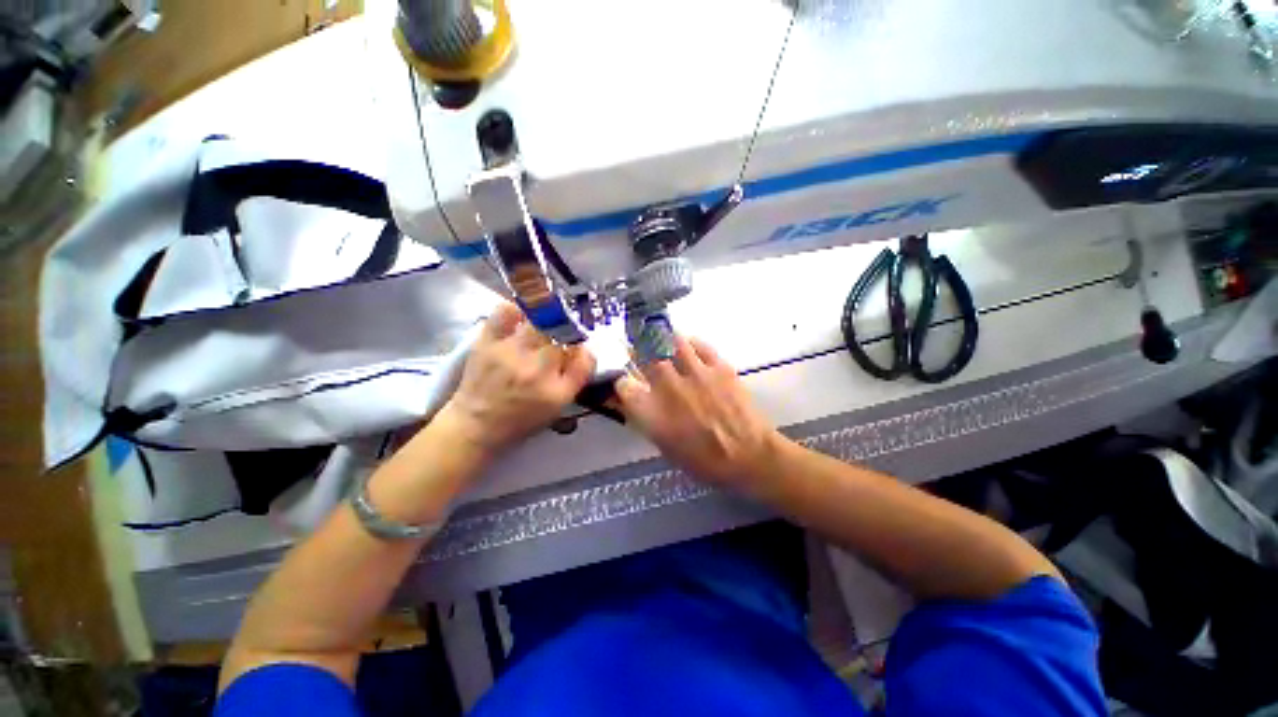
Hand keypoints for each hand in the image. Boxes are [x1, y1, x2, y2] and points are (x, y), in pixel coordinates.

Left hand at [441, 302, 595, 457]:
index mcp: (557, 391)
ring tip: (541, 326)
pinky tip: (519, 318)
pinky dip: (515, 310)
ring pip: (541, 322)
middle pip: (564, 337)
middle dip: (565, 335)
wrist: (476, 424)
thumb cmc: (522, 419)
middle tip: (558, 339)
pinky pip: (505, 313)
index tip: (577, 350)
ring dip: (546, 321)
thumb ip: (576, 378)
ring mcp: (510, 354)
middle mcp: (537, 370)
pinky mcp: (487, 343)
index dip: (584, 350)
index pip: (585, 359)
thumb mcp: (557, 407)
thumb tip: (583, 349)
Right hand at [615, 334, 781, 491]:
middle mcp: (669, 389)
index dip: (622, 381)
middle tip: (639, 347)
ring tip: (662, 338)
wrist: (750, 456)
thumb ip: (649, 421)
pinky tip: (689, 345)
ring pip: (672, 343)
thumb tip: (637, 402)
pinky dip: (692, 343)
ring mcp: (695, 374)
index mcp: (653, 414)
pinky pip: (700, 345)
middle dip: (638, 350)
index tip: (626, 380)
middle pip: (645, 357)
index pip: (624, 386)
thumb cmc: (705, 461)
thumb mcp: (667, 448)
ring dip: (664, 339)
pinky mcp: (719, 367)